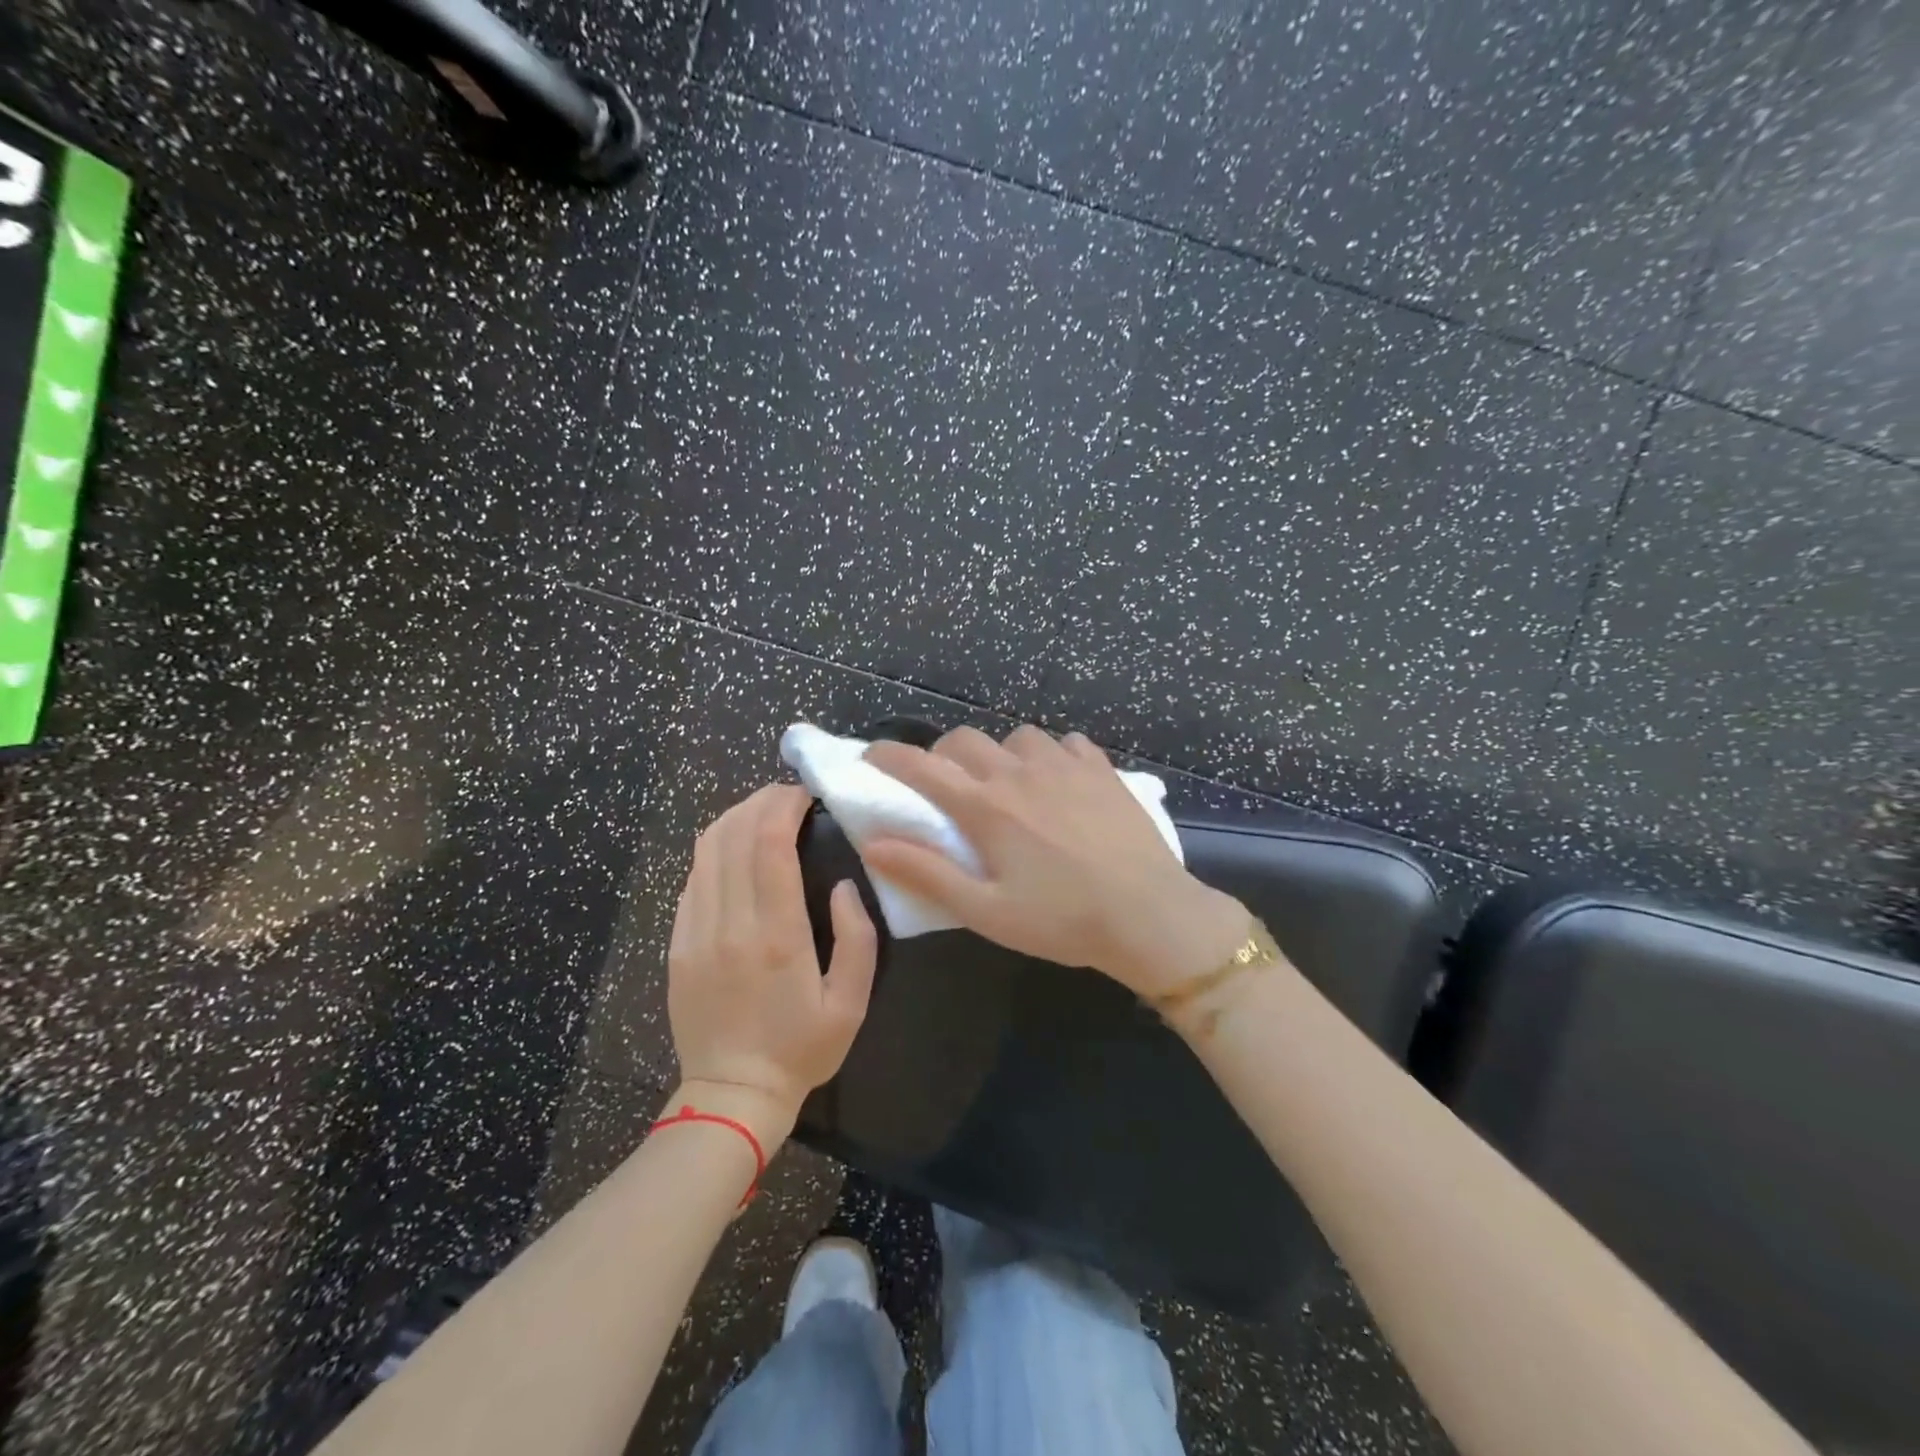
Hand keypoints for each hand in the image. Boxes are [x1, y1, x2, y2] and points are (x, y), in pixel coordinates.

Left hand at [667, 785, 877, 1140]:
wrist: (732, 1094)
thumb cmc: (801, 1049)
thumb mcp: (851, 1002)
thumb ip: (857, 937)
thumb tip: (843, 884)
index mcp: (776, 935)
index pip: (770, 844)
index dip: (785, 805)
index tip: (806, 794)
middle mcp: (730, 923)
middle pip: (734, 834)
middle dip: (761, 801)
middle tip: (789, 796)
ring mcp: (695, 931)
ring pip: (707, 850)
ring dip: (735, 818)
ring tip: (763, 813)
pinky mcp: (677, 942)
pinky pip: (692, 878)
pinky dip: (715, 850)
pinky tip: (735, 851)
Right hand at [860, 726, 1249, 998]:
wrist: (1150, 915)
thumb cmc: (1062, 920)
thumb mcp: (985, 910)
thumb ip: (927, 873)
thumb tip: (874, 843)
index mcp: (986, 807)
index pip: (922, 767)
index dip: (888, 757)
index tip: (870, 757)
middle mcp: (1019, 772)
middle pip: (965, 740)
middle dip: (943, 755)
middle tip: (946, 786)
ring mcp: (1064, 765)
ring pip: (1016, 737)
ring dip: (1000, 754)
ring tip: (1008, 785)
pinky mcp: (1100, 768)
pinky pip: (1065, 743)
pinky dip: (1050, 755)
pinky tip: (1058, 781)